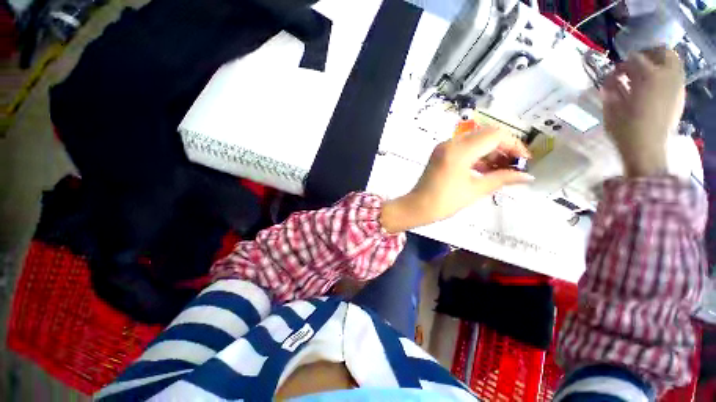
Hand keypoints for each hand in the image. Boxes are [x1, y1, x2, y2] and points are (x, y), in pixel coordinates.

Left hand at [381, 128, 533, 232]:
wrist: (418, 207)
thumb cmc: (445, 202)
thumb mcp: (475, 190)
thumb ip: (502, 178)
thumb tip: (527, 176)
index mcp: (459, 150)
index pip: (495, 135)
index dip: (514, 145)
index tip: (525, 160)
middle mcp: (451, 143)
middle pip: (485, 135)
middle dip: (503, 148)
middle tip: (515, 165)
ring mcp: (443, 147)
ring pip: (475, 141)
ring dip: (490, 152)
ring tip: (503, 169)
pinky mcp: (440, 153)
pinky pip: (464, 148)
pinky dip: (477, 155)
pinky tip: (487, 169)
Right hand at [602, 47, 684, 176]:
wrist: (647, 149)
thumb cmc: (626, 129)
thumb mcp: (611, 108)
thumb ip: (611, 90)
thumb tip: (610, 80)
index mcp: (648, 77)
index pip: (635, 58)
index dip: (623, 64)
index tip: (615, 74)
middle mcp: (666, 75)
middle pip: (662, 51)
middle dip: (648, 55)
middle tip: (635, 65)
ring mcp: (676, 85)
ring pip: (673, 61)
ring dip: (659, 63)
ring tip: (646, 75)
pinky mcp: (680, 96)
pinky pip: (676, 75)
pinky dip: (666, 75)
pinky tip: (654, 86)